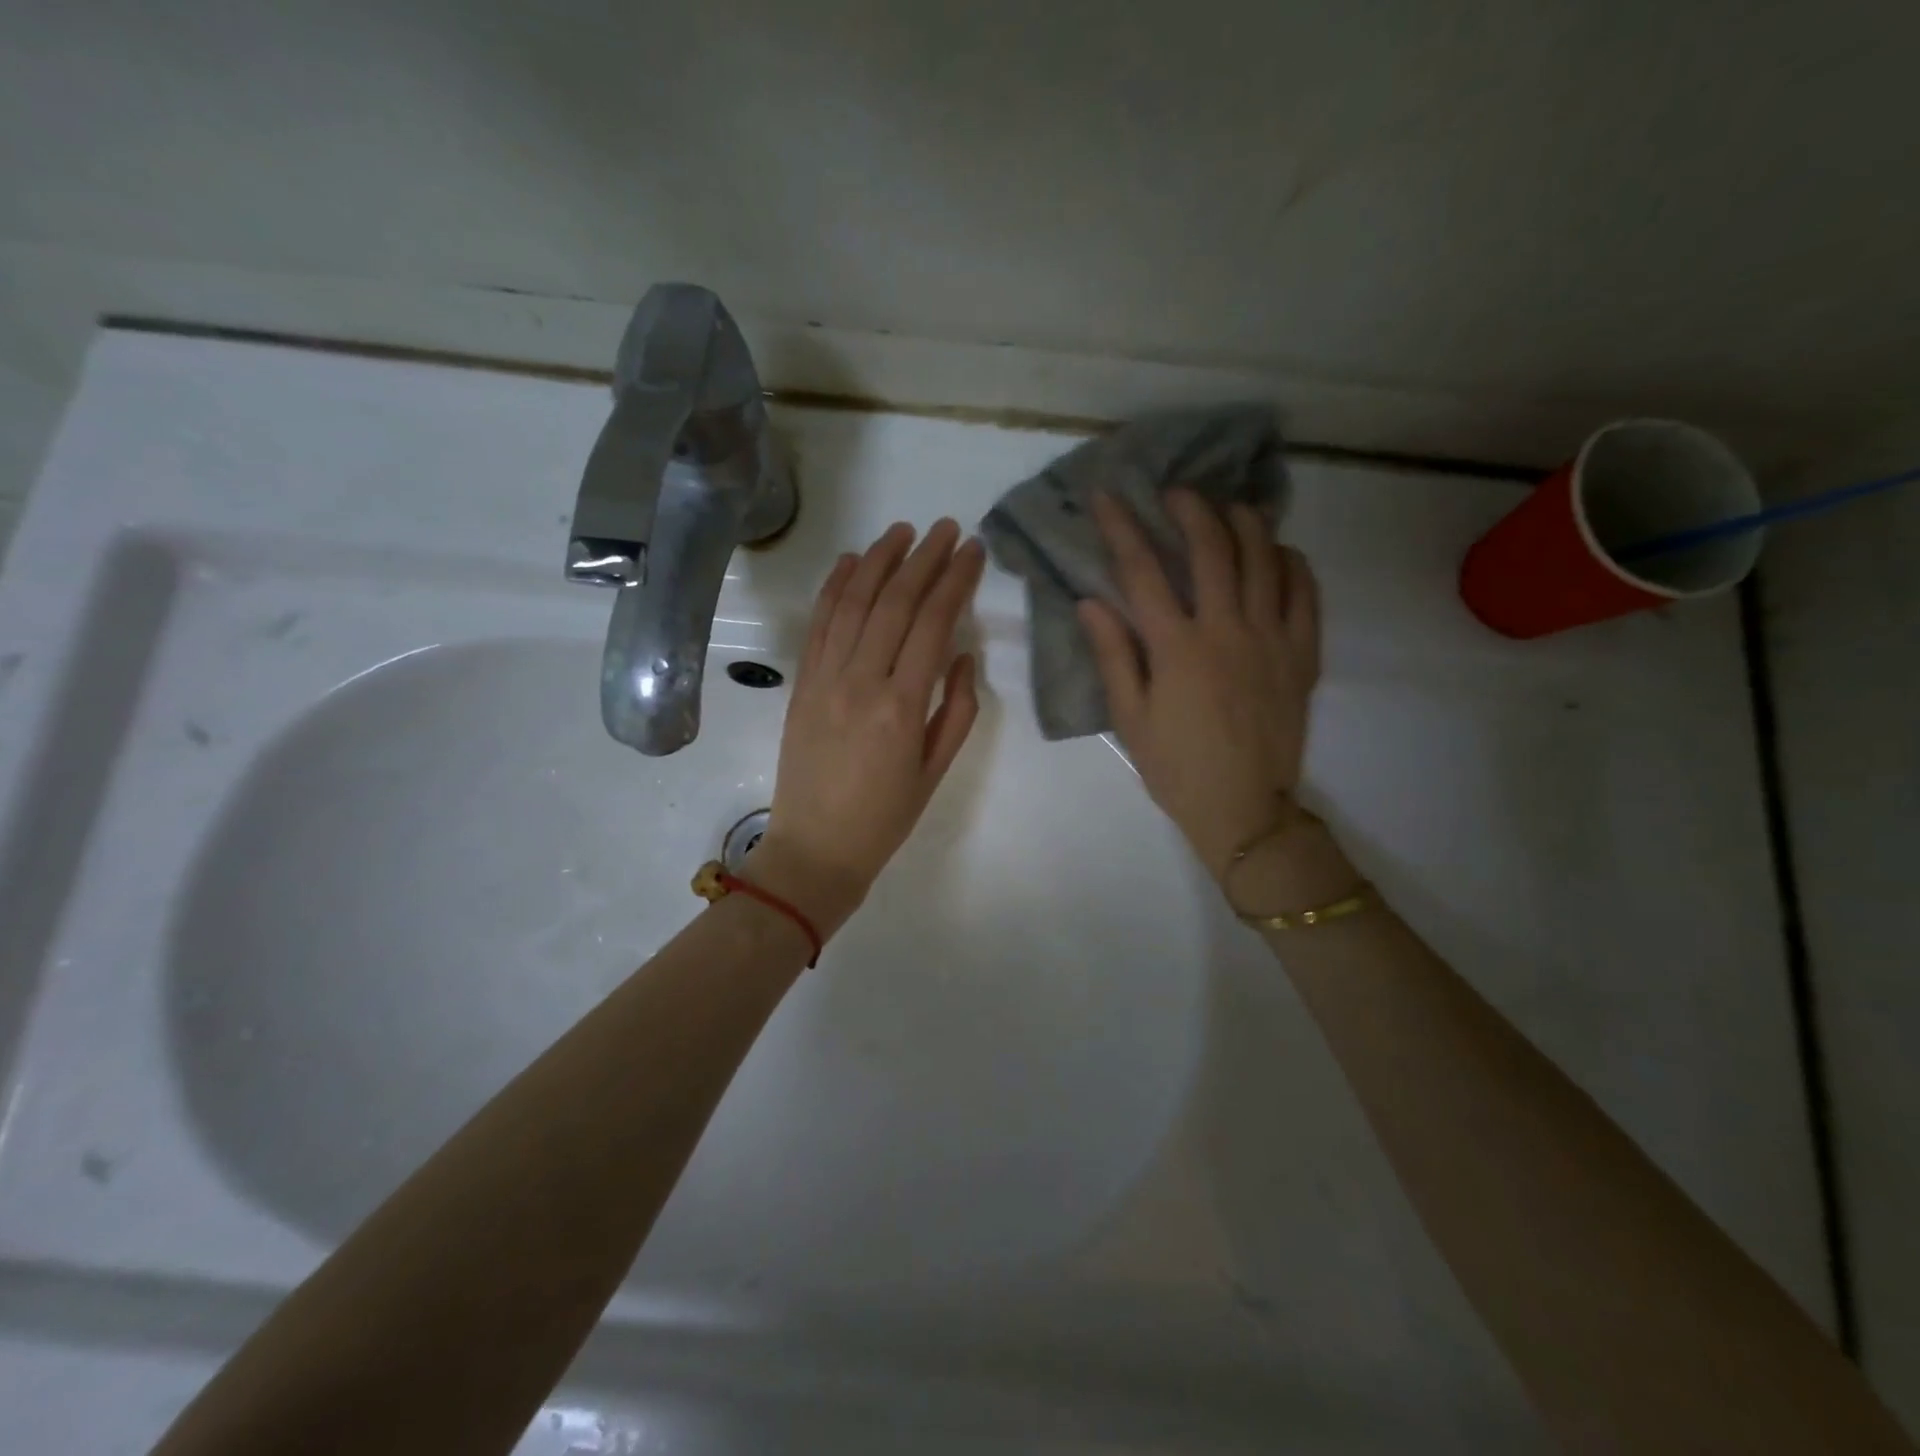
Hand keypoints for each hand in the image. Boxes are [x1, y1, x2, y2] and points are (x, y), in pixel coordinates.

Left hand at [754, 519, 985, 935]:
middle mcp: (860, 681)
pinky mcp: (801, 683)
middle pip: (894, 603)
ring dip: (878, 561)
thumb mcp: (936, 771)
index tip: (973, 550)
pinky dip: (834, 588)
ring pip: (853, 603)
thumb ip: (958, 709)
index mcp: (901, 706)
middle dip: (923, 558)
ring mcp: (824, 678)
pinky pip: (818, 625)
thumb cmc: (885, 817)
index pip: (933, 624)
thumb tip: (964, 655)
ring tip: (902, 531)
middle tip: (946, 528)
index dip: (955, 581)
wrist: (815, 848)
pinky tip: (851, 562)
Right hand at [1078, 490, 1321, 880]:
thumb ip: (1113, 655)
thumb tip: (1090, 601)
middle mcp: (1227, 630)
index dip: (1121, 527)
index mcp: (1177, 648)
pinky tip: (1276, 552)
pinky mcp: (1303, 652)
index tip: (1107, 496)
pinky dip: (1291, 561)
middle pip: (1211, 547)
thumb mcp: (1130, 718)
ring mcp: (1272, 637)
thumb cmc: (1176, 767)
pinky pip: (1305, 590)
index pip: (1143, 571)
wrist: (1244, 809)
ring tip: (1227, 507)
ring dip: (1244, 521)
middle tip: (1175, 491)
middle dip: (1190, 507)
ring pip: (1264, 557)